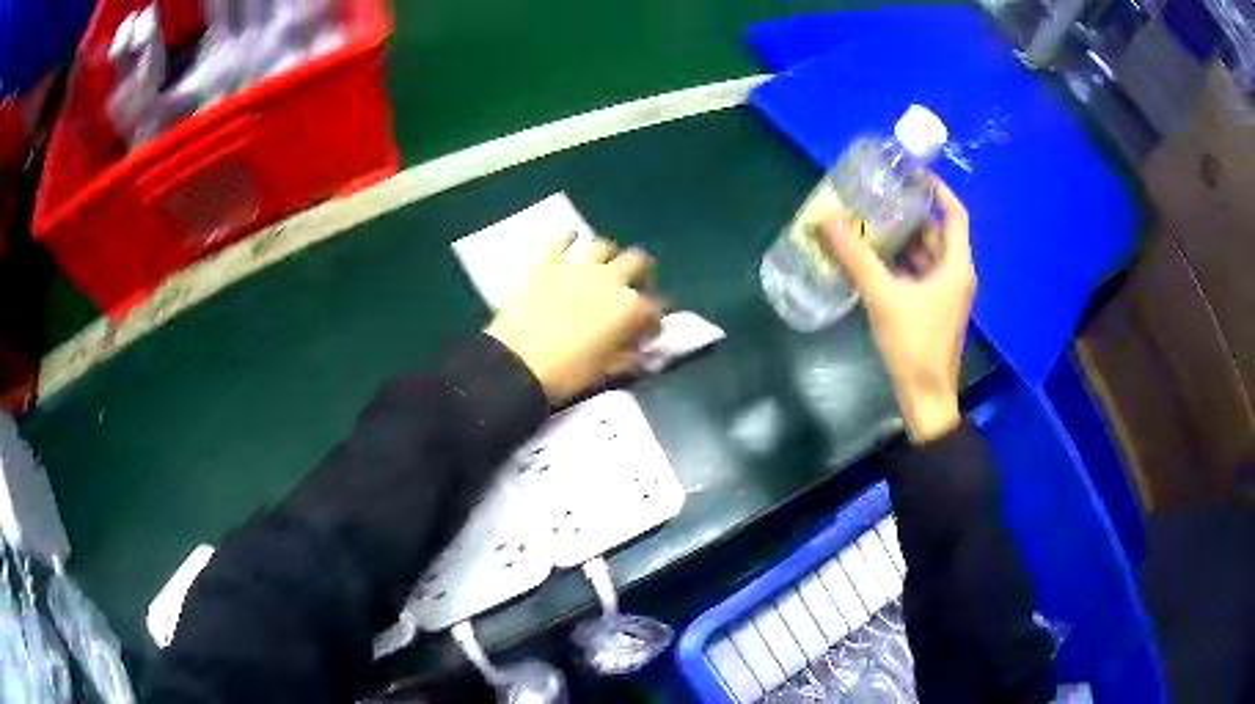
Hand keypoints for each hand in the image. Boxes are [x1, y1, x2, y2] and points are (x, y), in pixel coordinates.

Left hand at [486, 235, 662, 403]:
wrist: (518, 363)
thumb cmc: (568, 374)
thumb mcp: (608, 371)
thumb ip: (631, 357)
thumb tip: (642, 351)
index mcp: (630, 308)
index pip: (655, 309)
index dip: (654, 321)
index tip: (648, 331)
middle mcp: (611, 278)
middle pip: (638, 263)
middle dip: (642, 274)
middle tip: (634, 285)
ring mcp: (578, 265)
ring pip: (603, 246)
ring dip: (609, 255)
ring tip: (604, 264)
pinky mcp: (547, 261)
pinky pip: (563, 239)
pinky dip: (570, 239)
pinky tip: (571, 241)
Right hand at [824, 175, 975, 442]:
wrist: (926, 397)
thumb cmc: (914, 345)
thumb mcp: (884, 298)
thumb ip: (857, 259)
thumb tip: (828, 222)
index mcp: (956, 266)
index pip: (954, 214)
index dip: (937, 189)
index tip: (912, 172)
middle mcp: (956, 274)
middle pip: (937, 232)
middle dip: (910, 212)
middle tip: (879, 196)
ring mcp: (947, 292)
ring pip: (927, 253)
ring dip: (903, 238)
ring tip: (871, 221)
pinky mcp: (935, 307)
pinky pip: (920, 272)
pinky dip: (901, 261)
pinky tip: (874, 258)